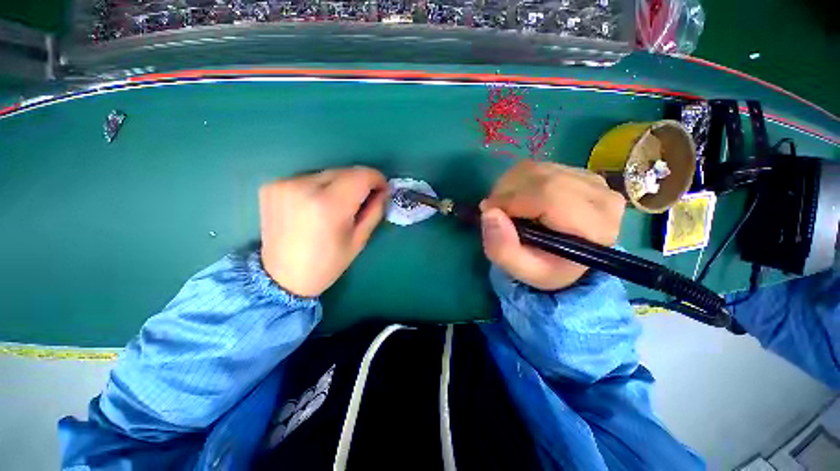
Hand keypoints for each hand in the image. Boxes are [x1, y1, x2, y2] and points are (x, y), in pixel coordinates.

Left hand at [259, 166, 387, 296]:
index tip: (382, 189)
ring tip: (337, 205)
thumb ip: (374, 211)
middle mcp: (304, 187)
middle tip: (363, 199)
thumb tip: (383, 191)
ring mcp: (284, 184)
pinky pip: (308, 178)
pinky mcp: (272, 185)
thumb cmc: (327, 263)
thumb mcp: (359, 240)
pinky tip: (316, 205)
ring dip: (339, 185)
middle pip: (344, 171)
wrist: (282, 277)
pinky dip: (319, 187)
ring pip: (327, 173)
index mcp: (329, 205)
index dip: (376, 179)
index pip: (361, 175)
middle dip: (359, 182)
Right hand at [480, 160, 624, 290]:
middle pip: (542, 178)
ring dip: (510, 185)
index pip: (549, 195)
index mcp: (595, 227)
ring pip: (537, 169)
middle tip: (493, 211)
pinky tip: (516, 198)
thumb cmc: (546, 267)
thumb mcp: (523, 270)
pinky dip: (518, 180)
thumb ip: (503, 249)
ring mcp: (593, 180)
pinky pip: (538, 166)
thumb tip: (489, 213)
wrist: (566, 259)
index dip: (511, 200)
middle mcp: (602, 197)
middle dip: (506, 192)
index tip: (489, 212)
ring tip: (504, 206)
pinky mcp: (580, 172)